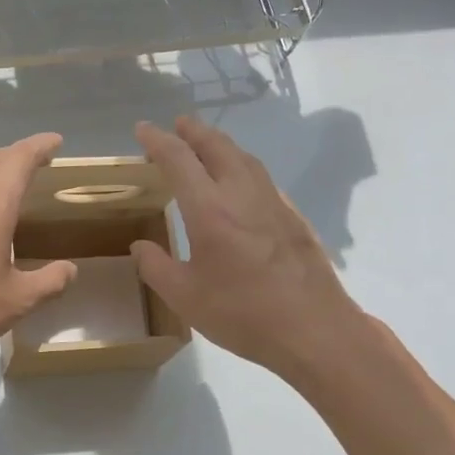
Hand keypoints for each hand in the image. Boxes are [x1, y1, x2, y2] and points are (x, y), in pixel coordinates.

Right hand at [131, 118, 371, 385]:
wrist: (314, 329)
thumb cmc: (243, 314)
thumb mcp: (185, 297)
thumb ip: (156, 267)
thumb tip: (140, 246)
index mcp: (210, 210)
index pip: (179, 159)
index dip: (157, 141)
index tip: (142, 130)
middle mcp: (242, 195)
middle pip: (218, 146)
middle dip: (194, 131)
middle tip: (178, 125)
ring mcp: (274, 203)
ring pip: (245, 158)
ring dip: (222, 144)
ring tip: (207, 145)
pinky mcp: (294, 217)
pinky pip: (262, 177)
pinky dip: (243, 166)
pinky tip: (241, 183)